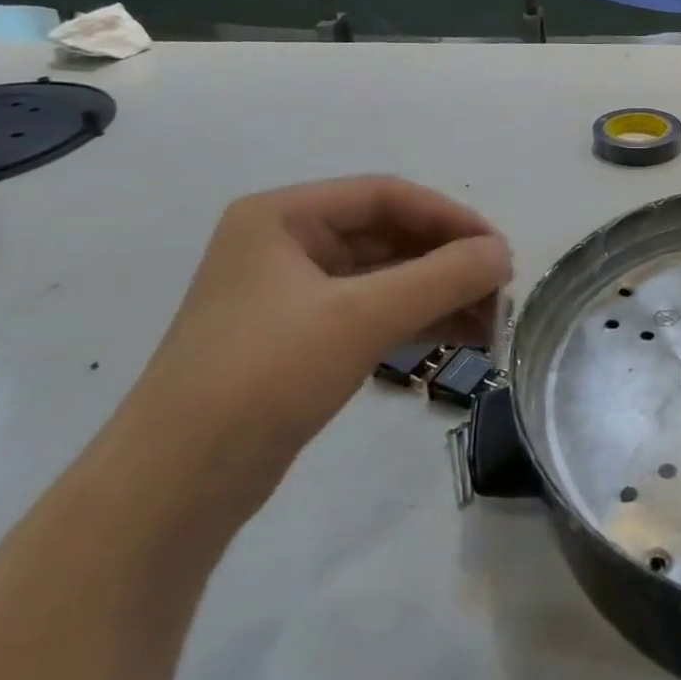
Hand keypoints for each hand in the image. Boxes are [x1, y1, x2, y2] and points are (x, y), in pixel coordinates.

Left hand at [112, 177, 511, 498]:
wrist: (178, 483)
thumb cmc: (265, 376)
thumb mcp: (361, 317)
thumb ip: (441, 278)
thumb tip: (503, 254)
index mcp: (283, 216)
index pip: (386, 196)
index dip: (451, 218)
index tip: (500, 253)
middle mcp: (286, 245)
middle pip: (388, 236)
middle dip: (448, 262)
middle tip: (501, 293)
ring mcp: (292, 295)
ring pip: (385, 278)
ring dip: (439, 294)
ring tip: (491, 324)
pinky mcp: (301, 340)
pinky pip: (373, 313)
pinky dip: (417, 321)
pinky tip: (459, 339)